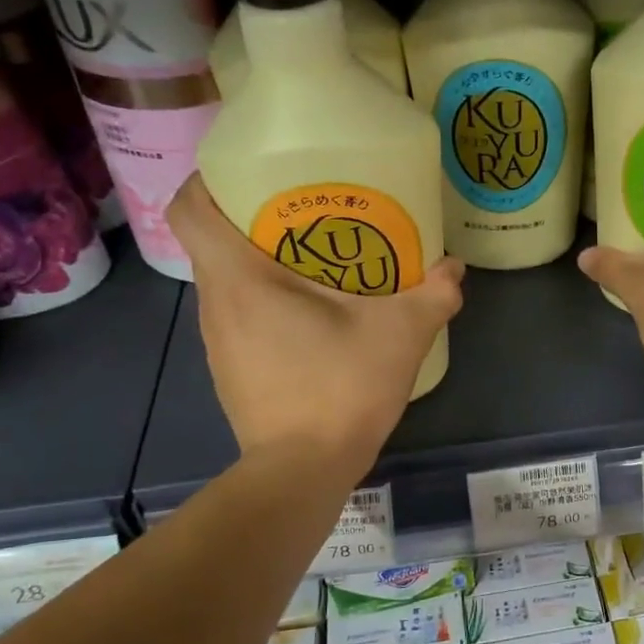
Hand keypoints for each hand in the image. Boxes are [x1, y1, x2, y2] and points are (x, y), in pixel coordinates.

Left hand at [166, 176, 463, 471]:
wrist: (303, 470)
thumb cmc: (340, 388)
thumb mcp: (400, 335)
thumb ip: (433, 294)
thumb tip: (454, 268)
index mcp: (240, 279)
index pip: (190, 209)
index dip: (207, 180)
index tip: (247, 173)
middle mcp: (215, 305)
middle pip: (212, 242)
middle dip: (250, 219)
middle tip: (305, 211)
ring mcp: (218, 343)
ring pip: (226, 283)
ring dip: (259, 265)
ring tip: (315, 261)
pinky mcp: (231, 371)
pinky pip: (239, 317)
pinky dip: (265, 304)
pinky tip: (311, 318)